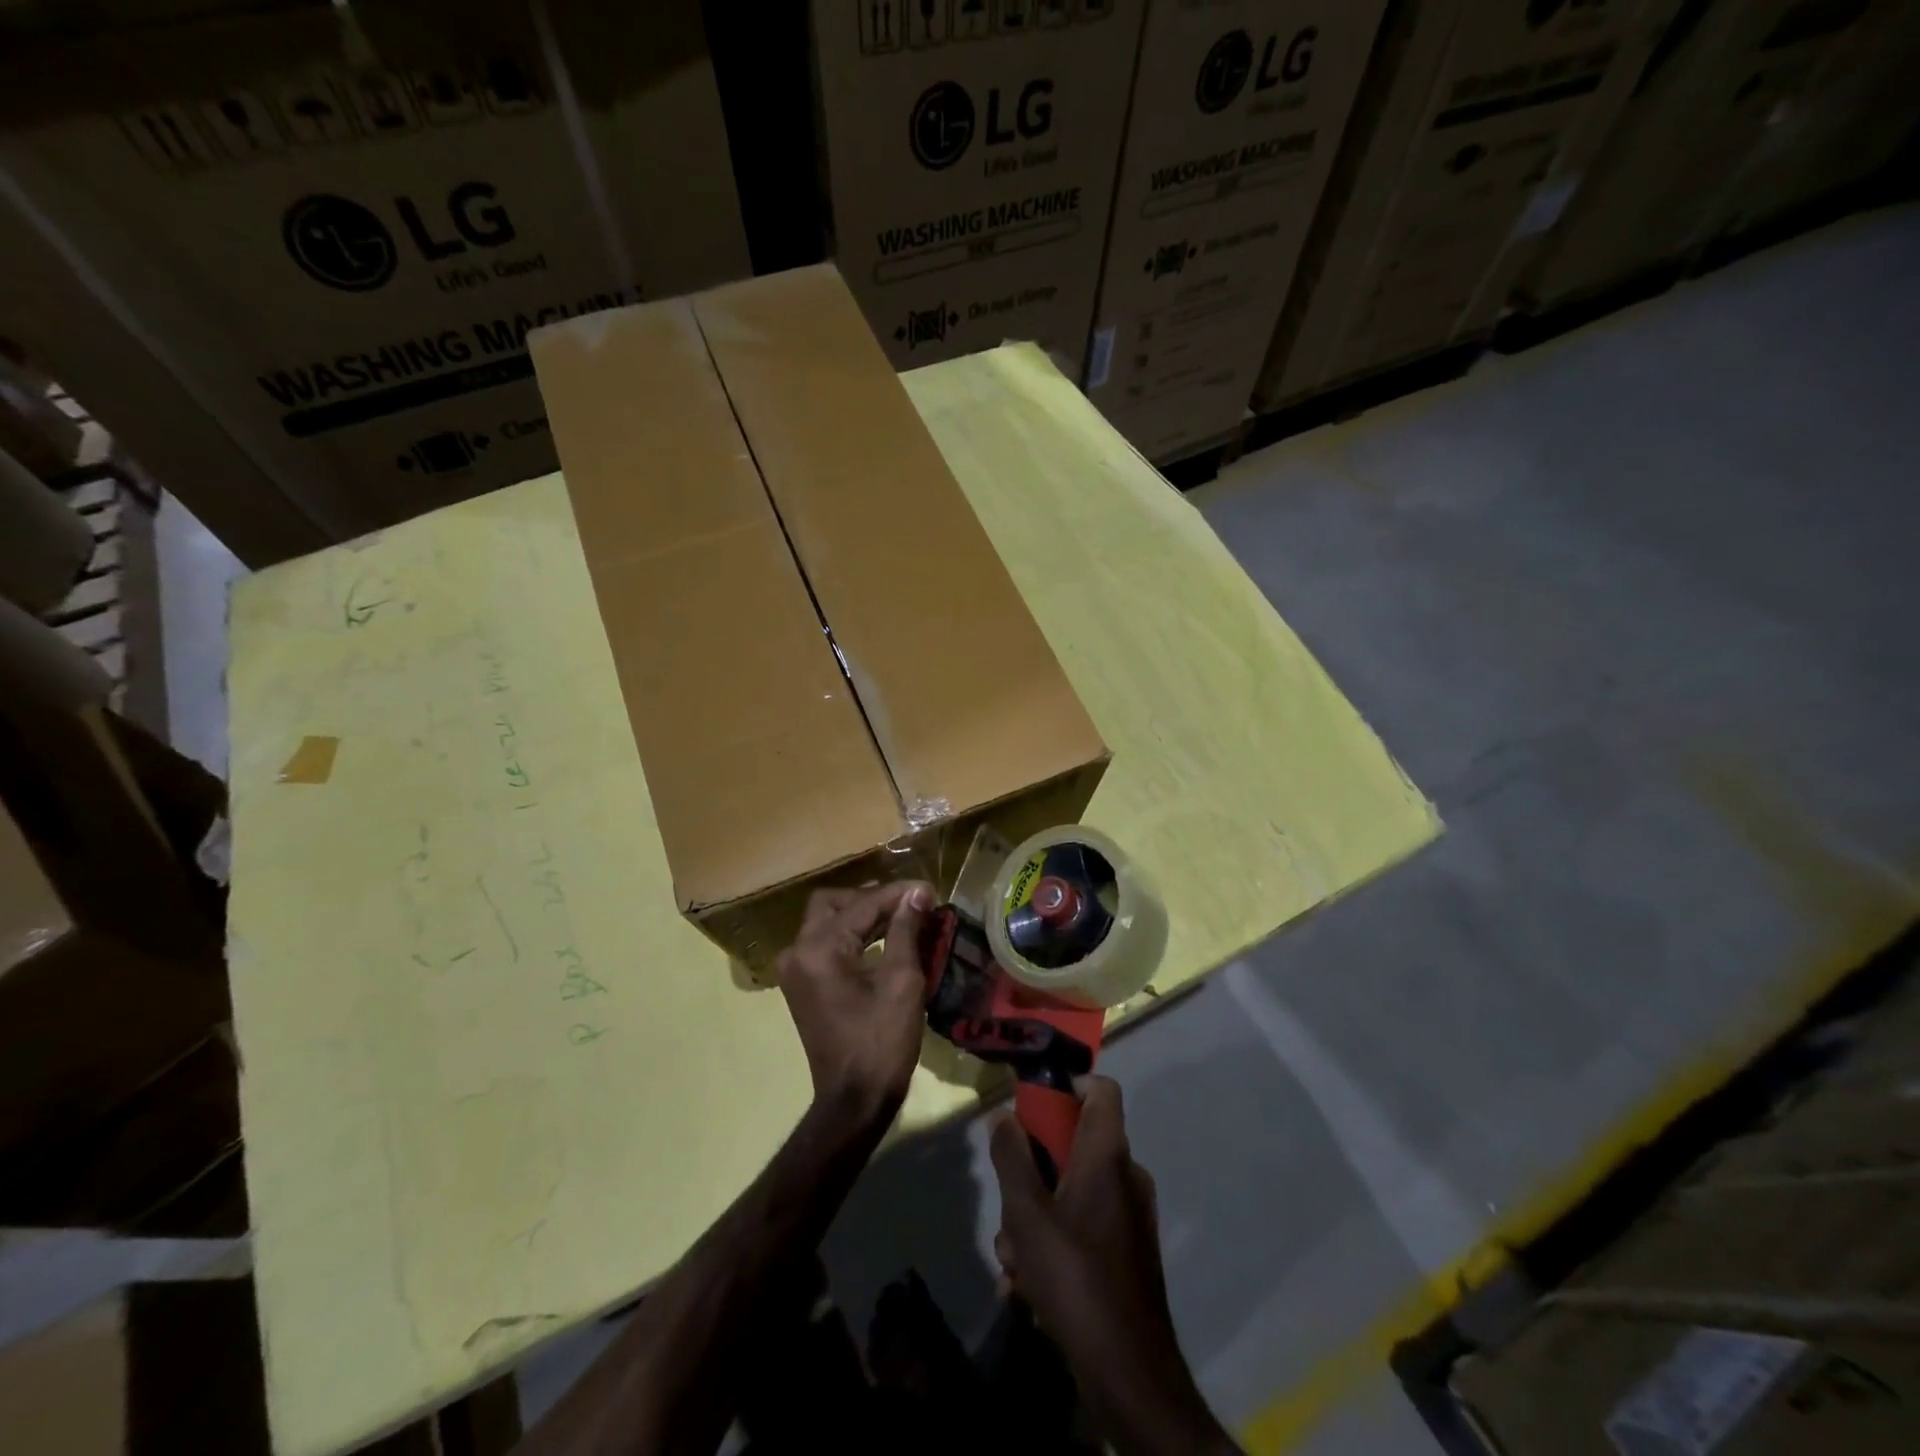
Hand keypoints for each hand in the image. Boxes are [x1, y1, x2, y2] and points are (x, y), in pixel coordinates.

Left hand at [777, 882, 932, 1128]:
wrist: (854, 1101)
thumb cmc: (882, 1042)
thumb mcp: (901, 981)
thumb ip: (906, 930)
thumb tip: (917, 892)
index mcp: (819, 948)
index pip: (863, 905)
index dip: (898, 895)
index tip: (930, 890)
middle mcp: (798, 951)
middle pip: (834, 903)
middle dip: (873, 900)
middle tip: (909, 905)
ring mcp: (795, 969)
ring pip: (828, 921)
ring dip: (863, 916)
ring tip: (904, 918)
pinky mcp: (801, 984)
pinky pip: (825, 944)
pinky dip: (852, 936)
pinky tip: (883, 940)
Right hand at [991, 1077, 1238, 1454]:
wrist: (1129, 1373)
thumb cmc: (1075, 1278)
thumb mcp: (1026, 1214)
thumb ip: (1011, 1158)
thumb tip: (1004, 1116)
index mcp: (1108, 1155)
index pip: (1101, 1088)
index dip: (1069, 1084)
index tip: (1033, 1103)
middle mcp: (1127, 1175)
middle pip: (1076, 1142)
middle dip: (1034, 1168)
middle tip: (1008, 1201)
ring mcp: (1131, 1216)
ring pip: (1074, 1189)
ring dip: (1037, 1214)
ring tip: (1013, 1257)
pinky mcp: (1128, 1252)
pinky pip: (1085, 1223)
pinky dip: (1056, 1240)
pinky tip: (1030, 1283)